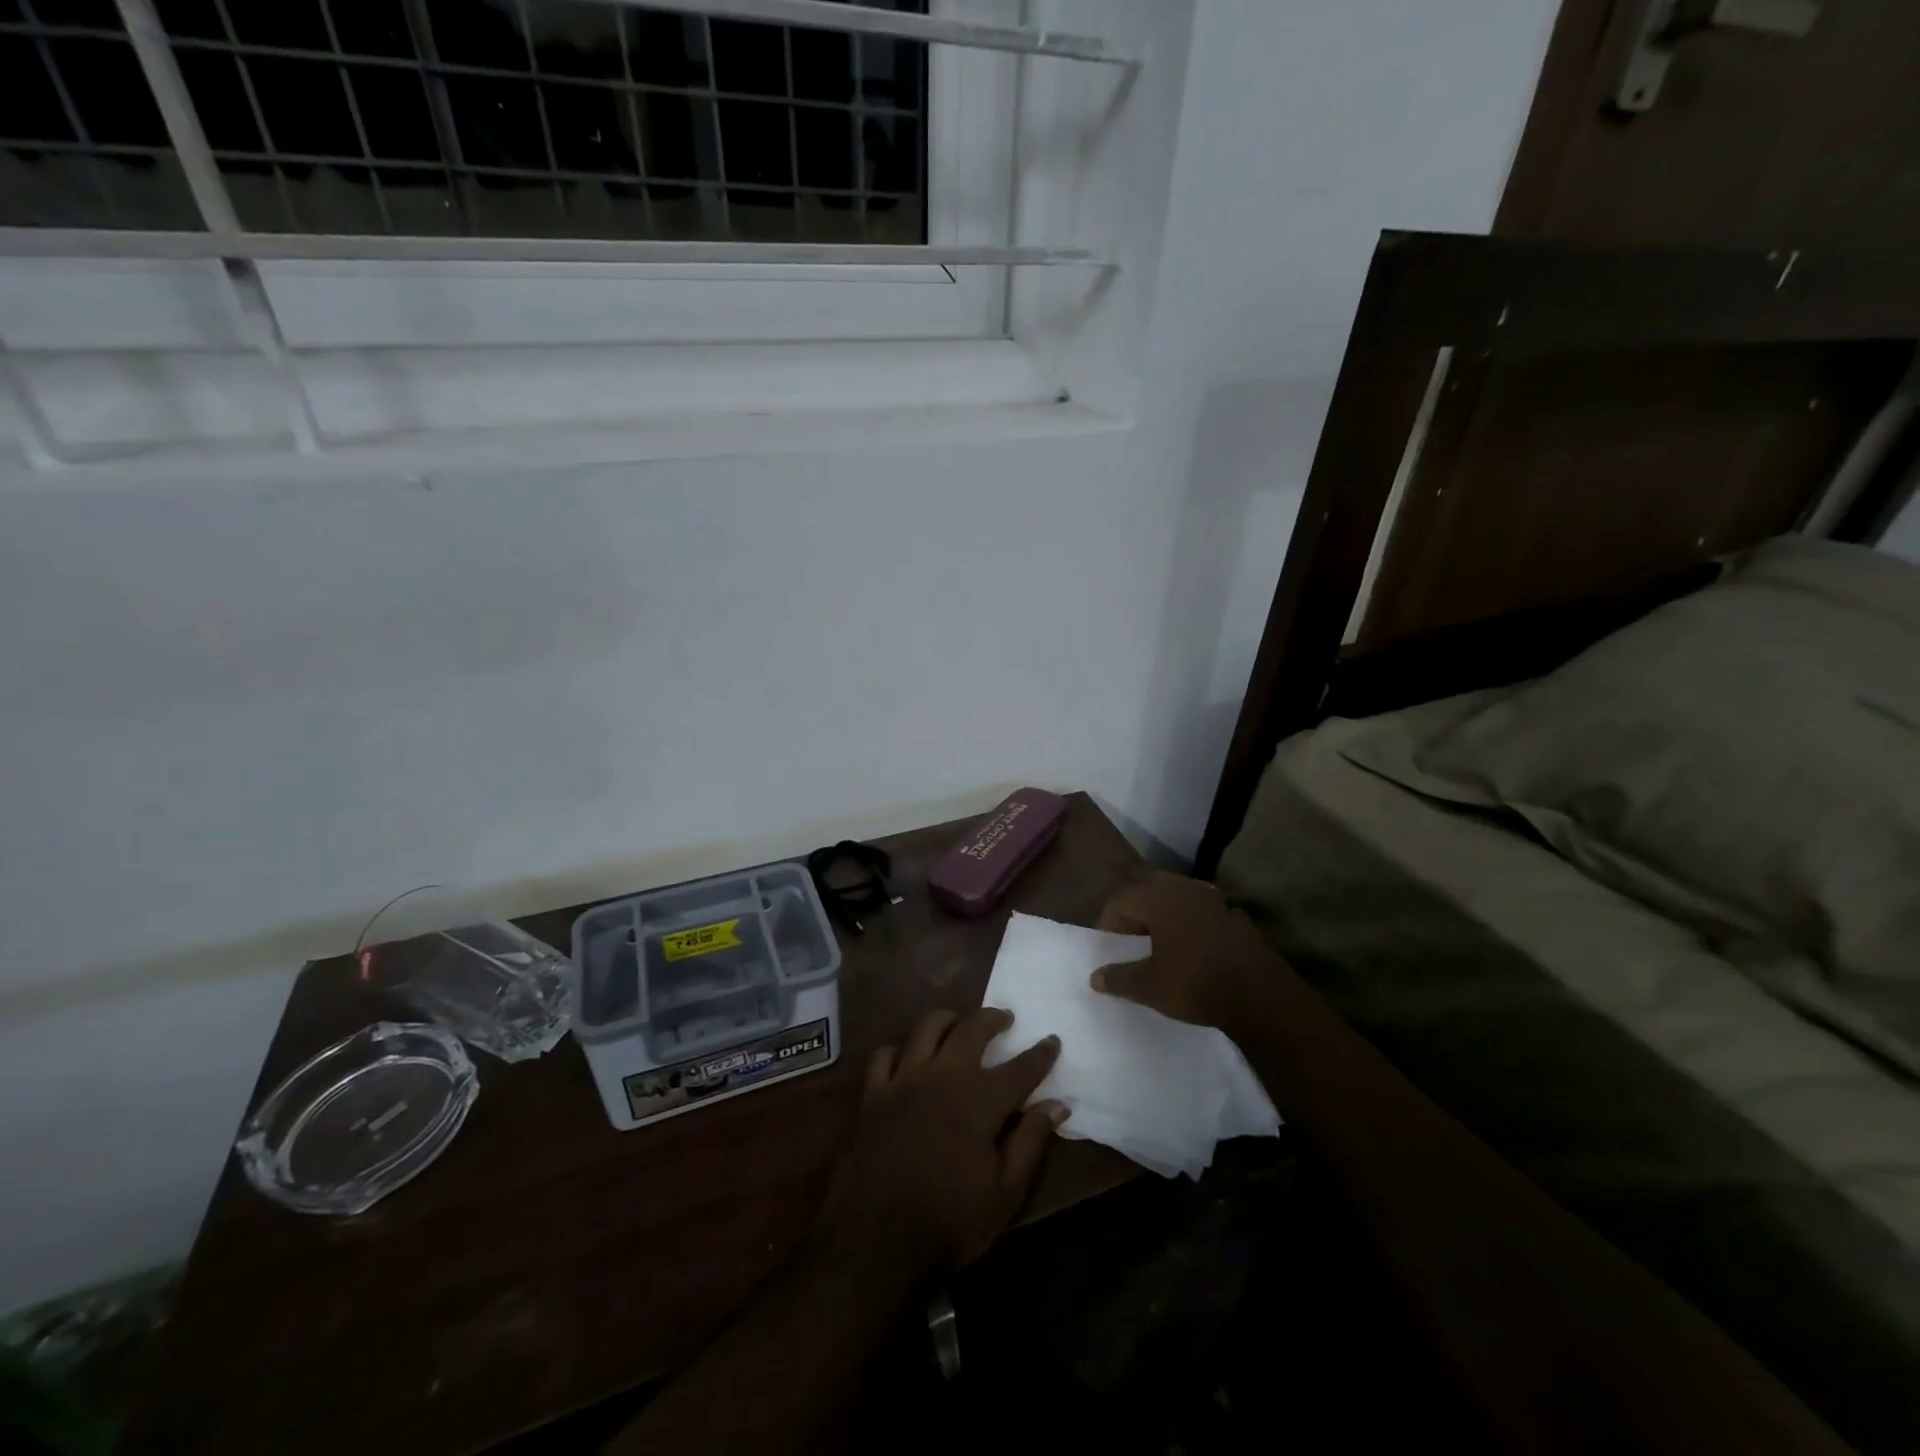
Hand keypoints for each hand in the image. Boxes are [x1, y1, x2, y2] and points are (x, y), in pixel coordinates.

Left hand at [816, 1008, 1065, 1281]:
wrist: (877, 1239)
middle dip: (993, 1018)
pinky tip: (909, 1054)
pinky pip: (885, 1055)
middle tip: (1005, 1018)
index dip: (1040, 1054)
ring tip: (959, 1022)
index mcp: (980, 1100)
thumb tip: (1058, 1105)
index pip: (1020, 1068)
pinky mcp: (874, 1093)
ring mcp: (905, 1080)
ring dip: (949, 1019)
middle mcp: (944, 1076)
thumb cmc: (950, 1220)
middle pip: (972, 1030)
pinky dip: (900, 1048)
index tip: (1053, 1040)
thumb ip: (1031, 1142)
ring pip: (927, 1028)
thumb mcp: (1005, 1193)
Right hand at [1091, 871, 1277, 1029]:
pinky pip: (1203, 913)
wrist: (1261, 997)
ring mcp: (1215, 901)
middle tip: (1131, 940)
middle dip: (1136, 912)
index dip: (1108, 922)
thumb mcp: (1149, 987)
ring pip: (1178, 898)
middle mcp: (1186, 889)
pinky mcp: (1236, 918)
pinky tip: (1192, 950)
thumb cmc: (1195, 983)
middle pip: (1149, 889)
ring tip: (1160, 944)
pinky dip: (1191, 925)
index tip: (1109, 949)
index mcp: (1159, 898)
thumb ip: (1118, 978)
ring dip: (1164, 916)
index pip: (1121, 899)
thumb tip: (1095, 977)